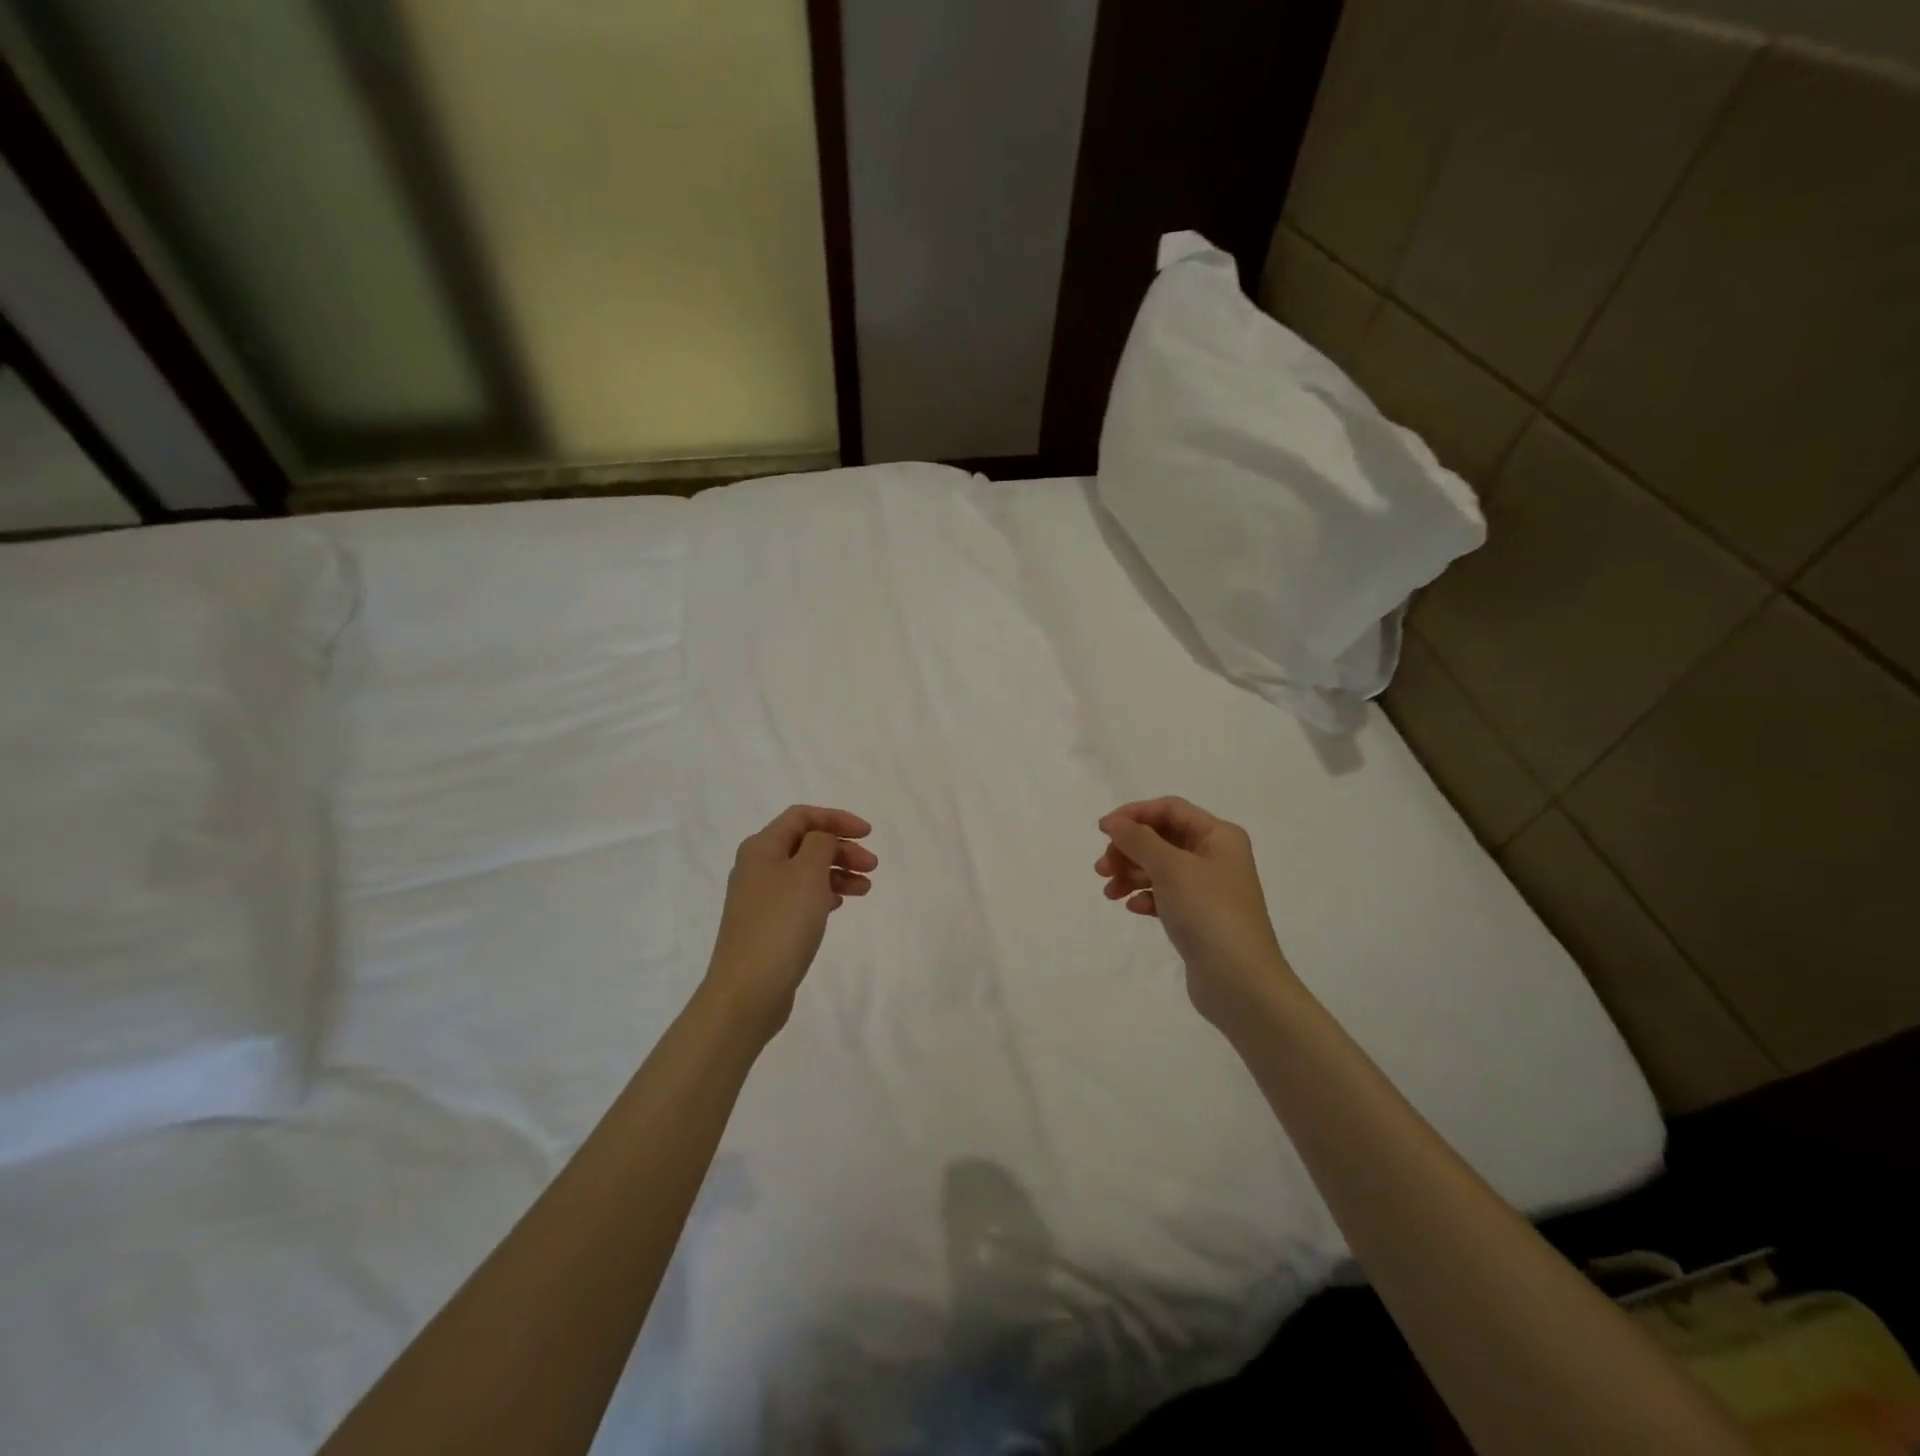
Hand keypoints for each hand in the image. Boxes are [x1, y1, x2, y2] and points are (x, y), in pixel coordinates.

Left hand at [705, 805, 876, 1037]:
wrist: (748, 991)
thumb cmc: (781, 924)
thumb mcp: (807, 873)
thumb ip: (820, 844)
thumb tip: (822, 840)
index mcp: (761, 847)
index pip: (802, 817)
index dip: (836, 819)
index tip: (868, 834)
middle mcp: (757, 867)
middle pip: (805, 844)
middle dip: (841, 849)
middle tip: (872, 866)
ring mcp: (760, 898)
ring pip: (806, 872)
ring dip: (837, 873)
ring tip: (865, 889)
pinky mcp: (767, 924)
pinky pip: (800, 896)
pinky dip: (824, 894)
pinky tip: (839, 905)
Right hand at [1096, 797, 1298, 1032]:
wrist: (1241, 982)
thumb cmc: (1208, 913)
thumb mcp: (1171, 868)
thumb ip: (1139, 839)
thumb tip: (1114, 822)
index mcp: (1219, 836)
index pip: (1170, 809)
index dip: (1134, 814)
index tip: (1102, 830)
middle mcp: (1217, 856)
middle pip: (1162, 838)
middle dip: (1129, 849)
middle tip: (1102, 869)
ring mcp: (1209, 888)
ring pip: (1160, 868)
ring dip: (1132, 873)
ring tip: (1110, 892)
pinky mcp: (1200, 917)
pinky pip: (1166, 895)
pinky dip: (1147, 896)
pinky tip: (1134, 908)